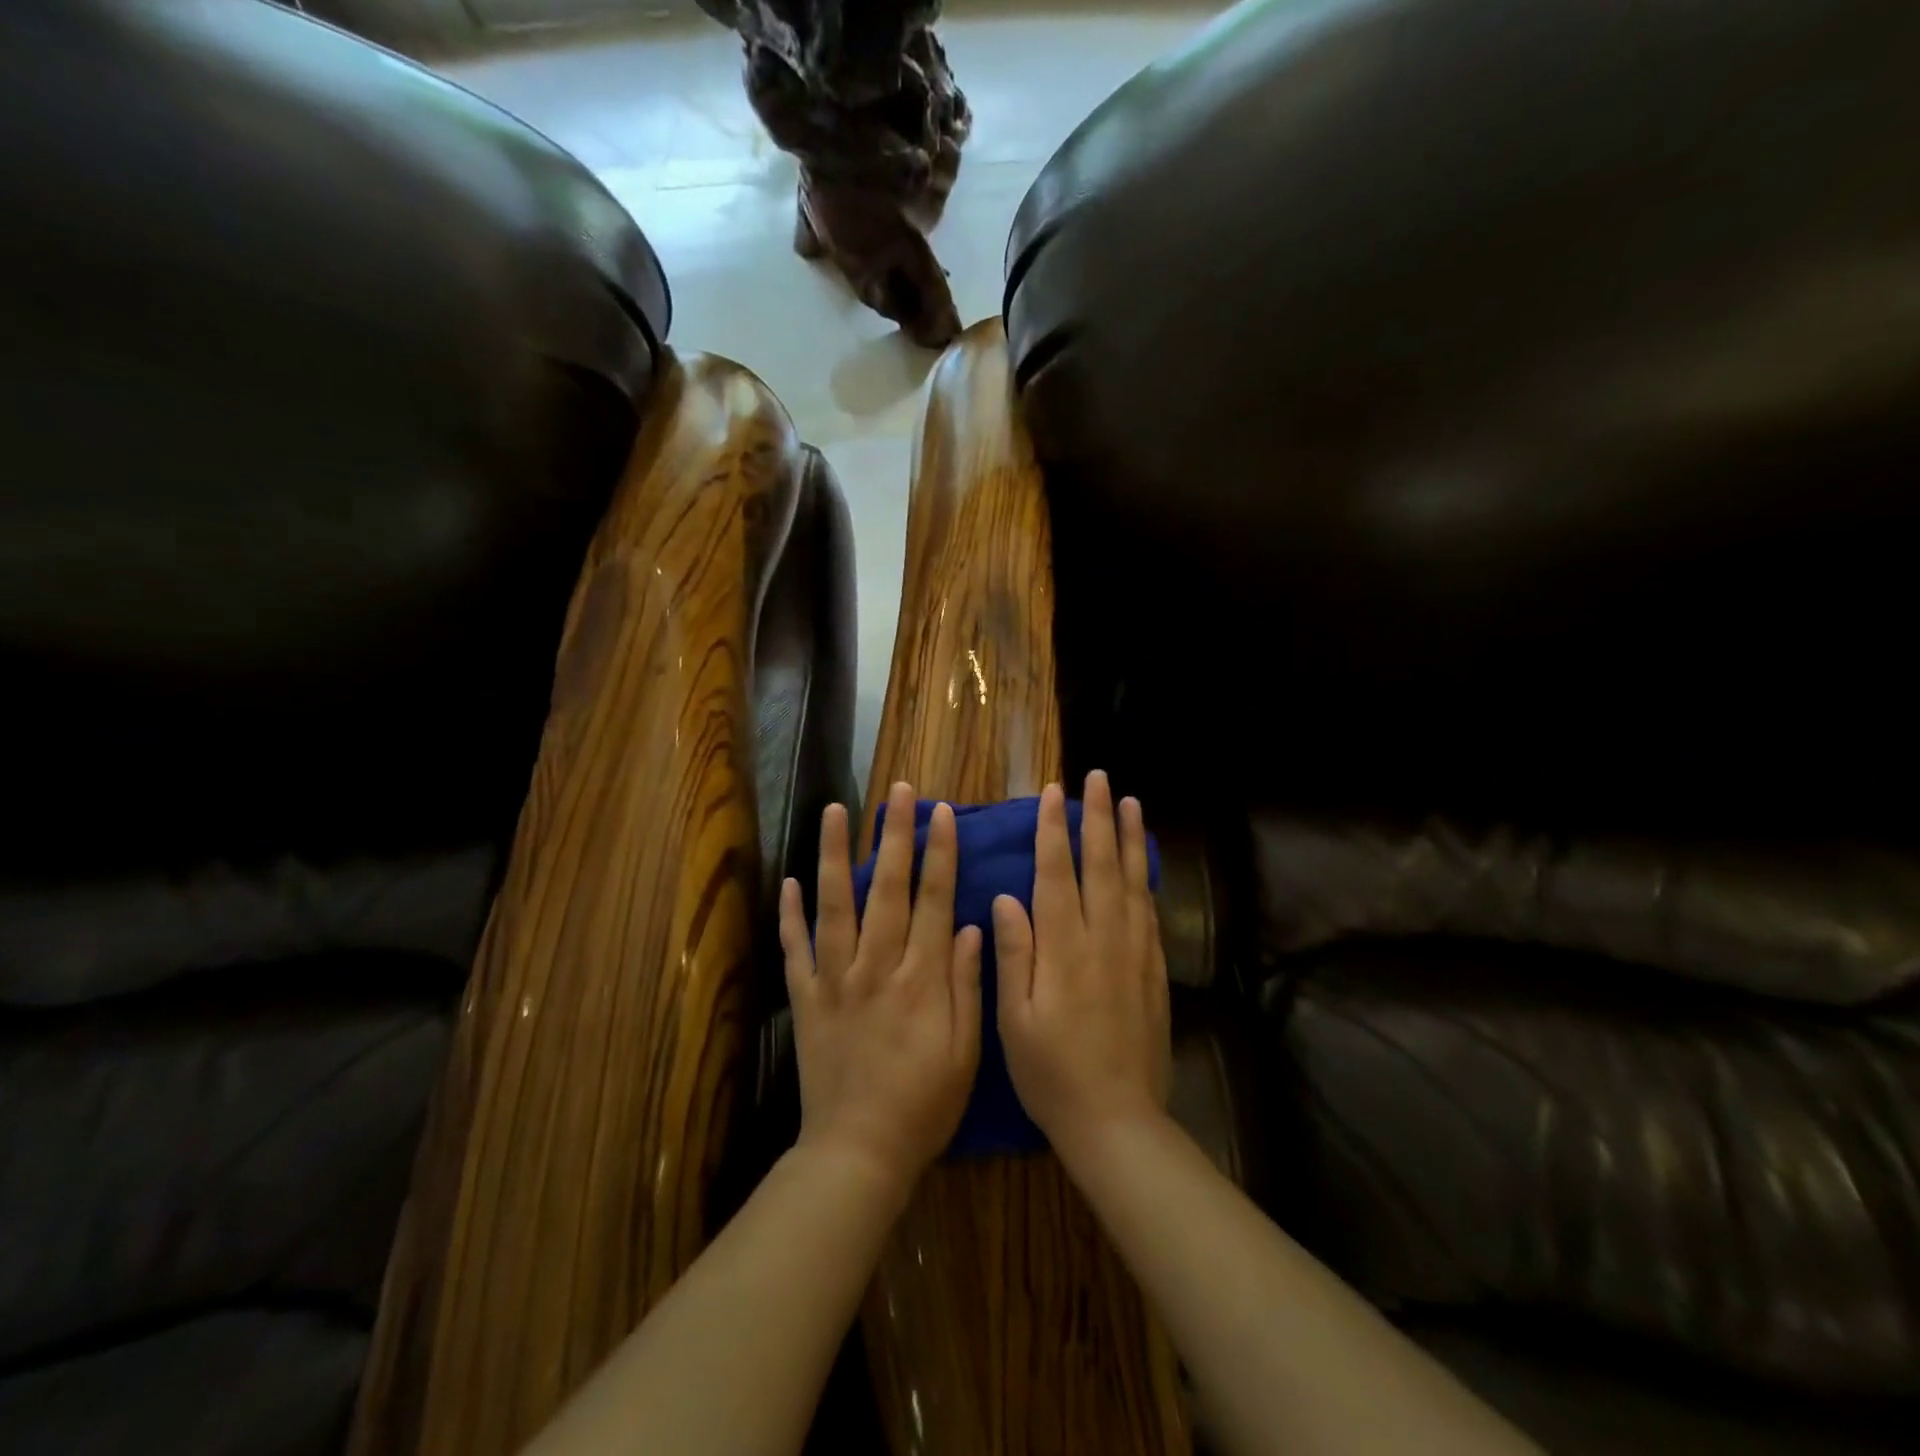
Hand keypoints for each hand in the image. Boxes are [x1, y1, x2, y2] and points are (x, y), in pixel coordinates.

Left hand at [778, 781, 982, 1196]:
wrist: (858, 1152)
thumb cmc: (923, 1104)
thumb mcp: (965, 1052)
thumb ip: (966, 984)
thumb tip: (969, 925)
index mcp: (921, 978)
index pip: (934, 901)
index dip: (941, 854)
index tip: (944, 813)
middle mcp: (877, 966)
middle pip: (888, 889)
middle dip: (895, 836)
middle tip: (897, 793)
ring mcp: (835, 979)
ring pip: (836, 905)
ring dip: (837, 855)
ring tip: (836, 812)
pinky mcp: (805, 999)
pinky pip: (795, 949)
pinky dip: (790, 914)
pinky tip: (790, 880)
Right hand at [993, 772, 1171, 1166]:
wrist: (1117, 1121)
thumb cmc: (1051, 1073)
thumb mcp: (1014, 1020)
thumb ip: (1013, 954)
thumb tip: (1007, 897)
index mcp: (1063, 948)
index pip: (1057, 873)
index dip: (1054, 830)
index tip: (1054, 794)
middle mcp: (1102, 939)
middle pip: (1101, 865)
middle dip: (1098, 818)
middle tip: (1099, 779)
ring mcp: (1134, 953)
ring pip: (1131, 881)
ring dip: (1129, 838)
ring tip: (1130, 803)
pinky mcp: (1153, 971)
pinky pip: (1149, 912)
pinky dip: (1145, 879)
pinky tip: (1143, 864)